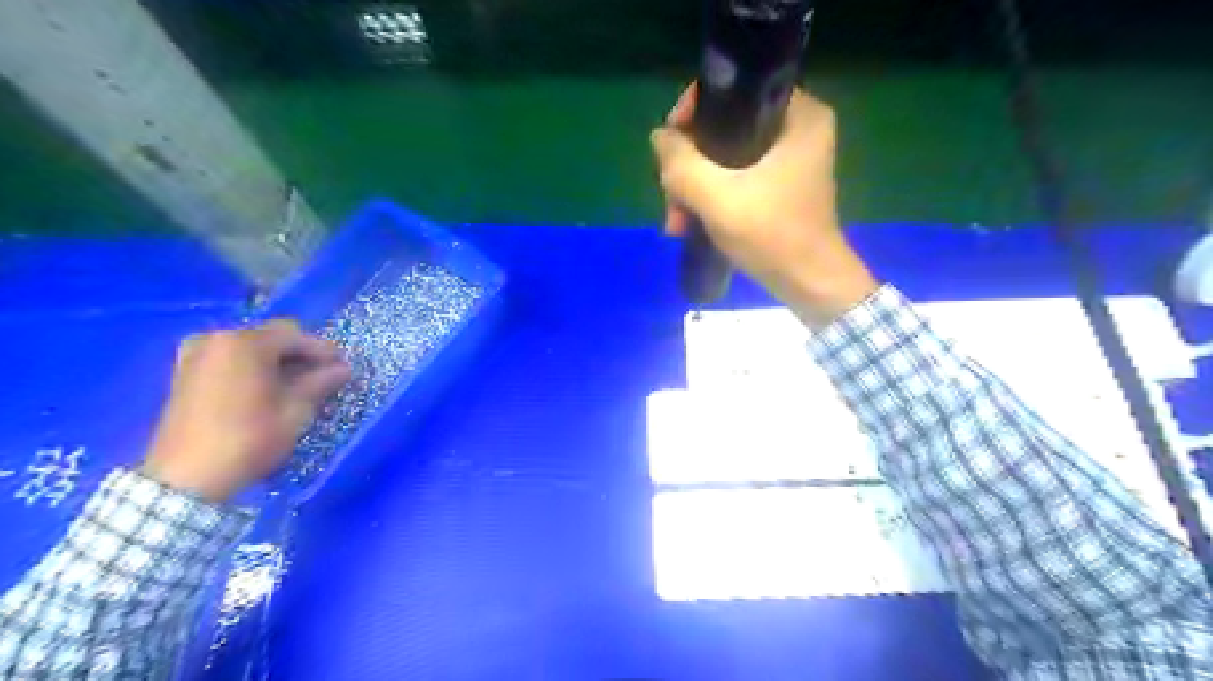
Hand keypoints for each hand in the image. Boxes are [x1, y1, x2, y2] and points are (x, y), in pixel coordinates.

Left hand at [144, 315, 351, 500]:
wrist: (187, 479)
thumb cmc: (250, 438)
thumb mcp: (296, 410)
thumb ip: (320, 382)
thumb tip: (343, 369)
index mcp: (245, 342)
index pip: (296, 336)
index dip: (323, 352)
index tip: (343, 369)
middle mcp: (217, 339)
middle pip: (271, 337)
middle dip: (298, 354)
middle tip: (321, 377)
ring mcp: (195, 355)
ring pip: (250, 348)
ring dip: (275, 362)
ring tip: (295, 385)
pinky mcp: (184, 373)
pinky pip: (230, 359)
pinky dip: (252, 368)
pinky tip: (266, 390)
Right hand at [650, 82, 877, 327]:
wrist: (809, 285)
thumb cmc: (771, 235)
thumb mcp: (716, 197)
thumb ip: (680, 163)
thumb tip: (659, 138)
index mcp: (798, 114)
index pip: (734, 90)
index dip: (692, 113)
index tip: (670, 147)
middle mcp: (797, 128)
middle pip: (724, 128)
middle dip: (689, 166)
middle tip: (672, 200)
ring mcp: (789, 160)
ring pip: (724, 158)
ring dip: (694, 189)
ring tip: (676, 223)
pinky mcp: (779, 186)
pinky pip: (734, 178)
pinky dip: (711, 198)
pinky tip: (689, 224)